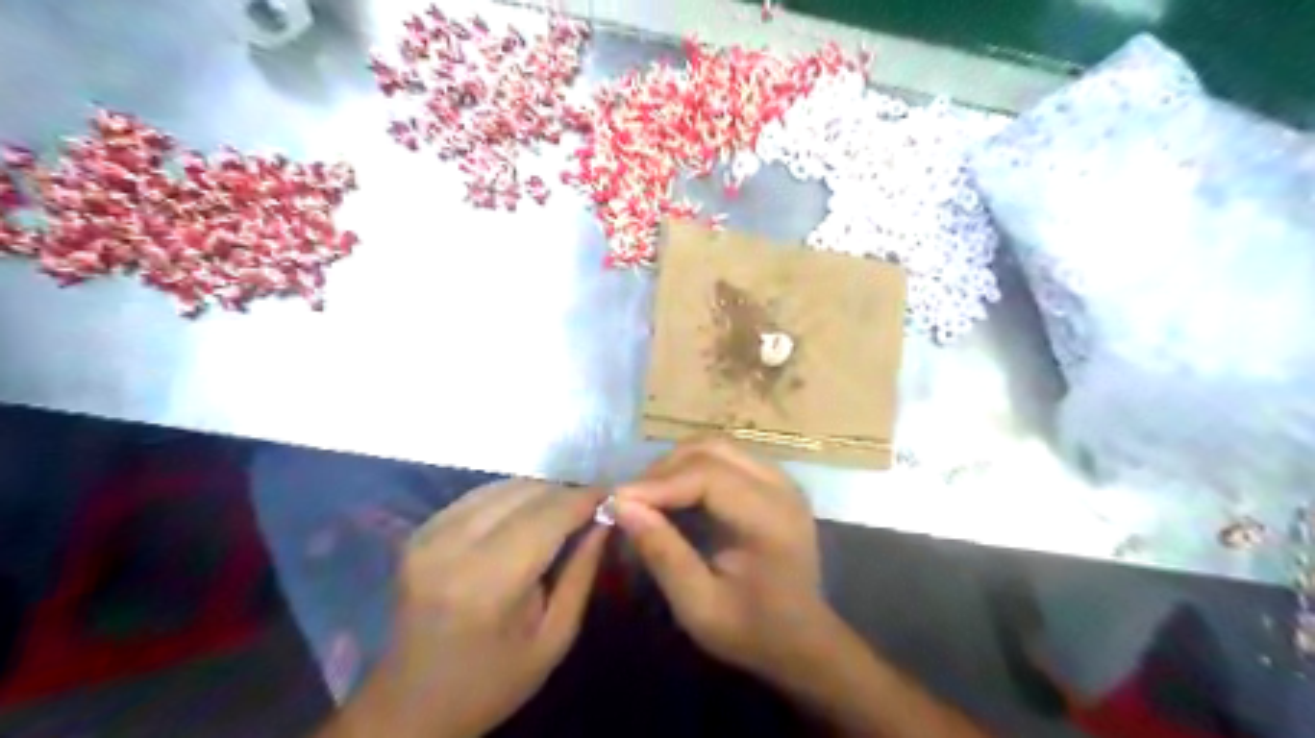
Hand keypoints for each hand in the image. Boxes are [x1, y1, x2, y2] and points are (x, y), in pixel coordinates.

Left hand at [333, 478, 608, 737]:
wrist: (410, 706)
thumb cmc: (493, 681)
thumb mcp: (555, 638)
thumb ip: (582, 571)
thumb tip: (605, 517)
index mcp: (488, 583)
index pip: (549, 515)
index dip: (585, 497)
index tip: (612, 494)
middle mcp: (452, 547)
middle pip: (526, 492)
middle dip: (565, 492)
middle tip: (591, 505)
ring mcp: (428, 535)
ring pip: (503, 486)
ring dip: (540, 492)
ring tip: (563, 510)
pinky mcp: (418, 532)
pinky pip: (479, 495)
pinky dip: (511, 498)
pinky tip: (526, 516)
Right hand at [614, 439, 819, 685]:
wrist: (802, 640)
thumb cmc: (751, 630)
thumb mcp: (698, 606)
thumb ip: (663, 553)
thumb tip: (622, 505)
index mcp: (770, 518)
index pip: (709, 476)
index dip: (659, 483)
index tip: (618, 500)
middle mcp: (781, 486)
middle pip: (714, 450)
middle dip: (665, 468)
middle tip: (632, 497)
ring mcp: (781, 480)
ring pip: (719, 447)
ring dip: (678, 463)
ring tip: (649, 493)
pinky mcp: (774, 482)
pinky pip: (727, 457)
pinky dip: (695, 466)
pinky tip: (675, 492)